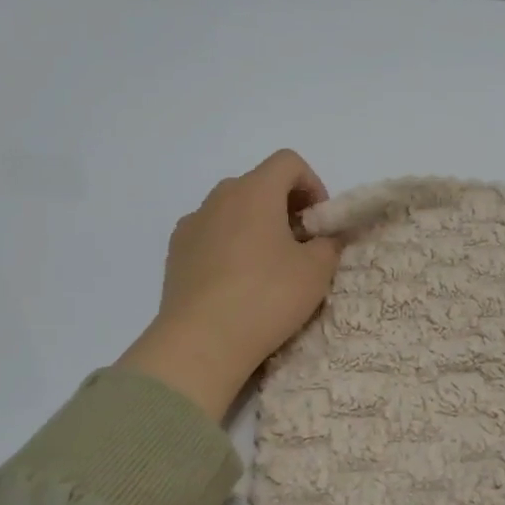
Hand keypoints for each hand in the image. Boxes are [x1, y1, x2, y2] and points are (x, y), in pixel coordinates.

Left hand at [117, 150, 342, 420]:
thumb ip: (329, 245)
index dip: (312, 184)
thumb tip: (324, 239)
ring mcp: (192, 224)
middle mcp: (219, 198)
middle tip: (300, 245)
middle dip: (284, 207)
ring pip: (232, 210)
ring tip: (268, 267)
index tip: (319, 222)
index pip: (288, 162)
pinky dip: (229, 246)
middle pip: (259, 184)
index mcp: (255, 191)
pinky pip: (210, 235)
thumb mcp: (316, 272)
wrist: (201, 342)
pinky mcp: (175, 253)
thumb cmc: (266, 297)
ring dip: (255, 226)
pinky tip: (236, 283)